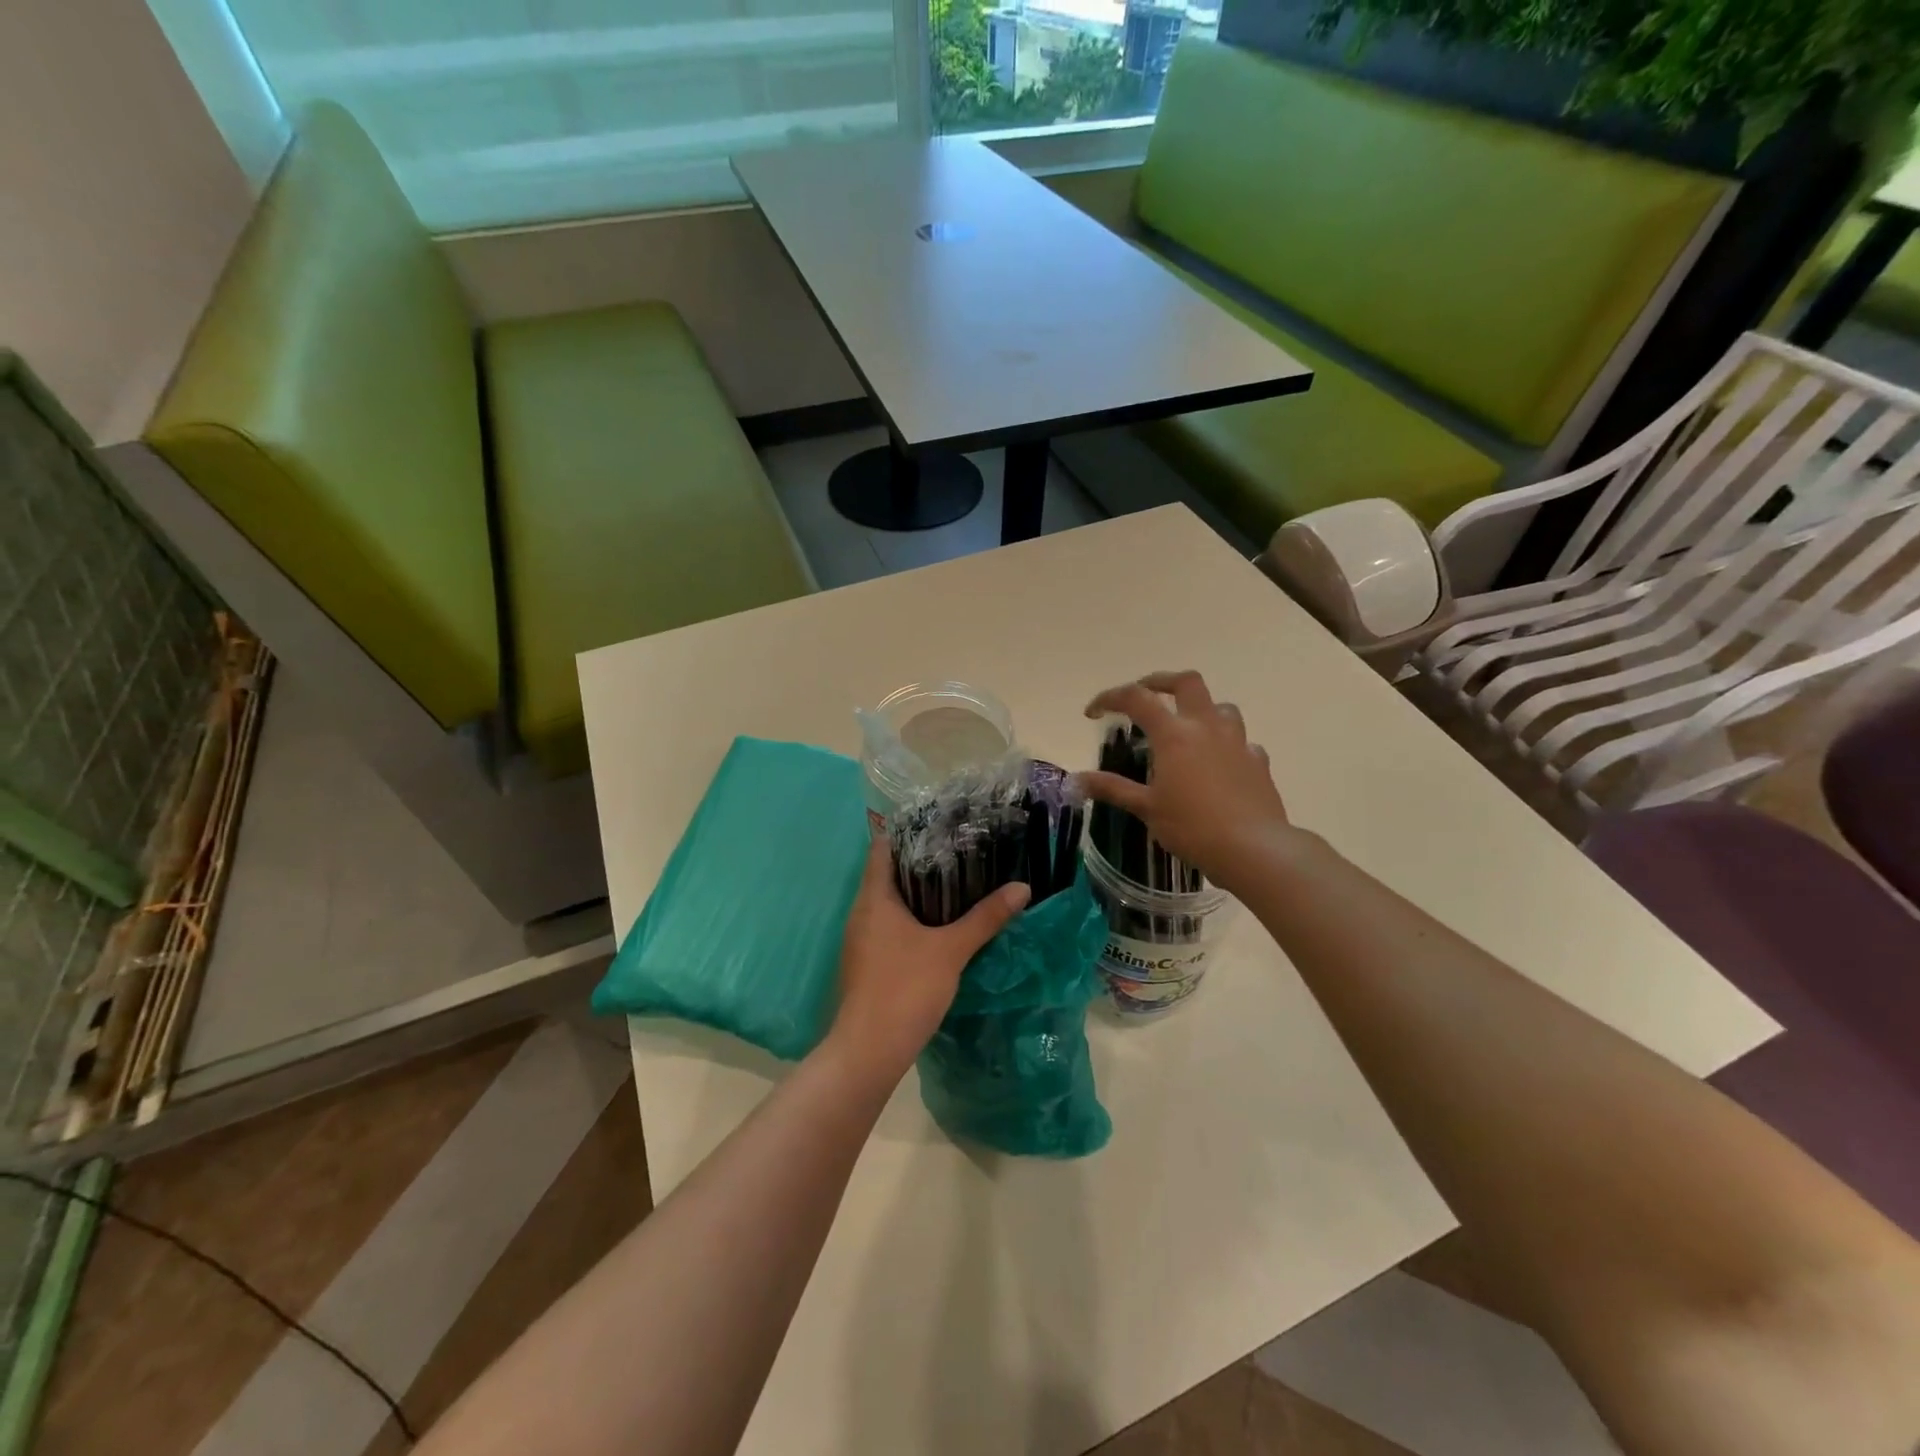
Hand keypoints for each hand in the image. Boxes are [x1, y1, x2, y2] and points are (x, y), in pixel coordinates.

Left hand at [827, 834, 1029, 1086]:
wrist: (869, 1051)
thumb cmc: (905, 988)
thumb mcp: (951, 950)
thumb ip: (985, 918)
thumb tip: (1022, 888)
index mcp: (874, 898)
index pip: (883, 847)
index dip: (908, 831)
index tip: (941, 823)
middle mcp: (862, 912)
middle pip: (888, 872)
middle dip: (922, 860)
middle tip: (961, 849)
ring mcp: (861, 939)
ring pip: (890, 902)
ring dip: (919, 892)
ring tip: (959, 881)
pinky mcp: (868, 962)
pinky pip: (890, 926)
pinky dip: (913, 918)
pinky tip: (941, 925)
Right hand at [1079, 670, 1291, 888]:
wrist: (1254, 849)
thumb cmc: (1192, 827)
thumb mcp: (1146, 809)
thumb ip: (1112, 788)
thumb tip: (1076, 780)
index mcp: (1174, 734)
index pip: (1136, 699)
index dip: (1110, 698)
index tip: (1093, 712)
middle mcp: (1206, 727)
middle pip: (1186, 682)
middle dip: (1161, 682)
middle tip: (1146, 694)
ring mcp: (1237, 741)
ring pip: (1220, 707)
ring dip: (1200, 709)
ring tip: (1186, 727)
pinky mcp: (1258, 761)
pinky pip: (1241, 740)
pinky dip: (1226, 743)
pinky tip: (1219, 763)